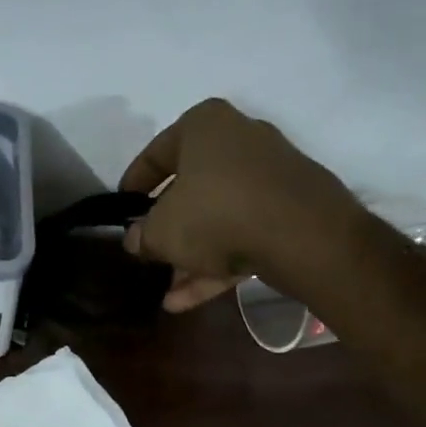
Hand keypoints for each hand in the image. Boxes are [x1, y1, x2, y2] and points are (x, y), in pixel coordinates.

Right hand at [121, 98, 361, 311]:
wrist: (301, 234)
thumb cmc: (215, 214)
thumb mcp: (162, 231)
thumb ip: (142, 236)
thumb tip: (136, 240)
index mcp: (204, 126)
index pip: (156, 153)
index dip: (134, 185)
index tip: (124, 210)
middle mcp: (240, 140)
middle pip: (191, 189)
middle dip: (168, 229)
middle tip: (150, 255)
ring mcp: (270, 176)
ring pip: (218, 218)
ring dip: (191, 257)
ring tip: (168, 294)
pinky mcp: (290, 210)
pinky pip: (243, 234)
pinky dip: (218, 264)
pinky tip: (189, 300)